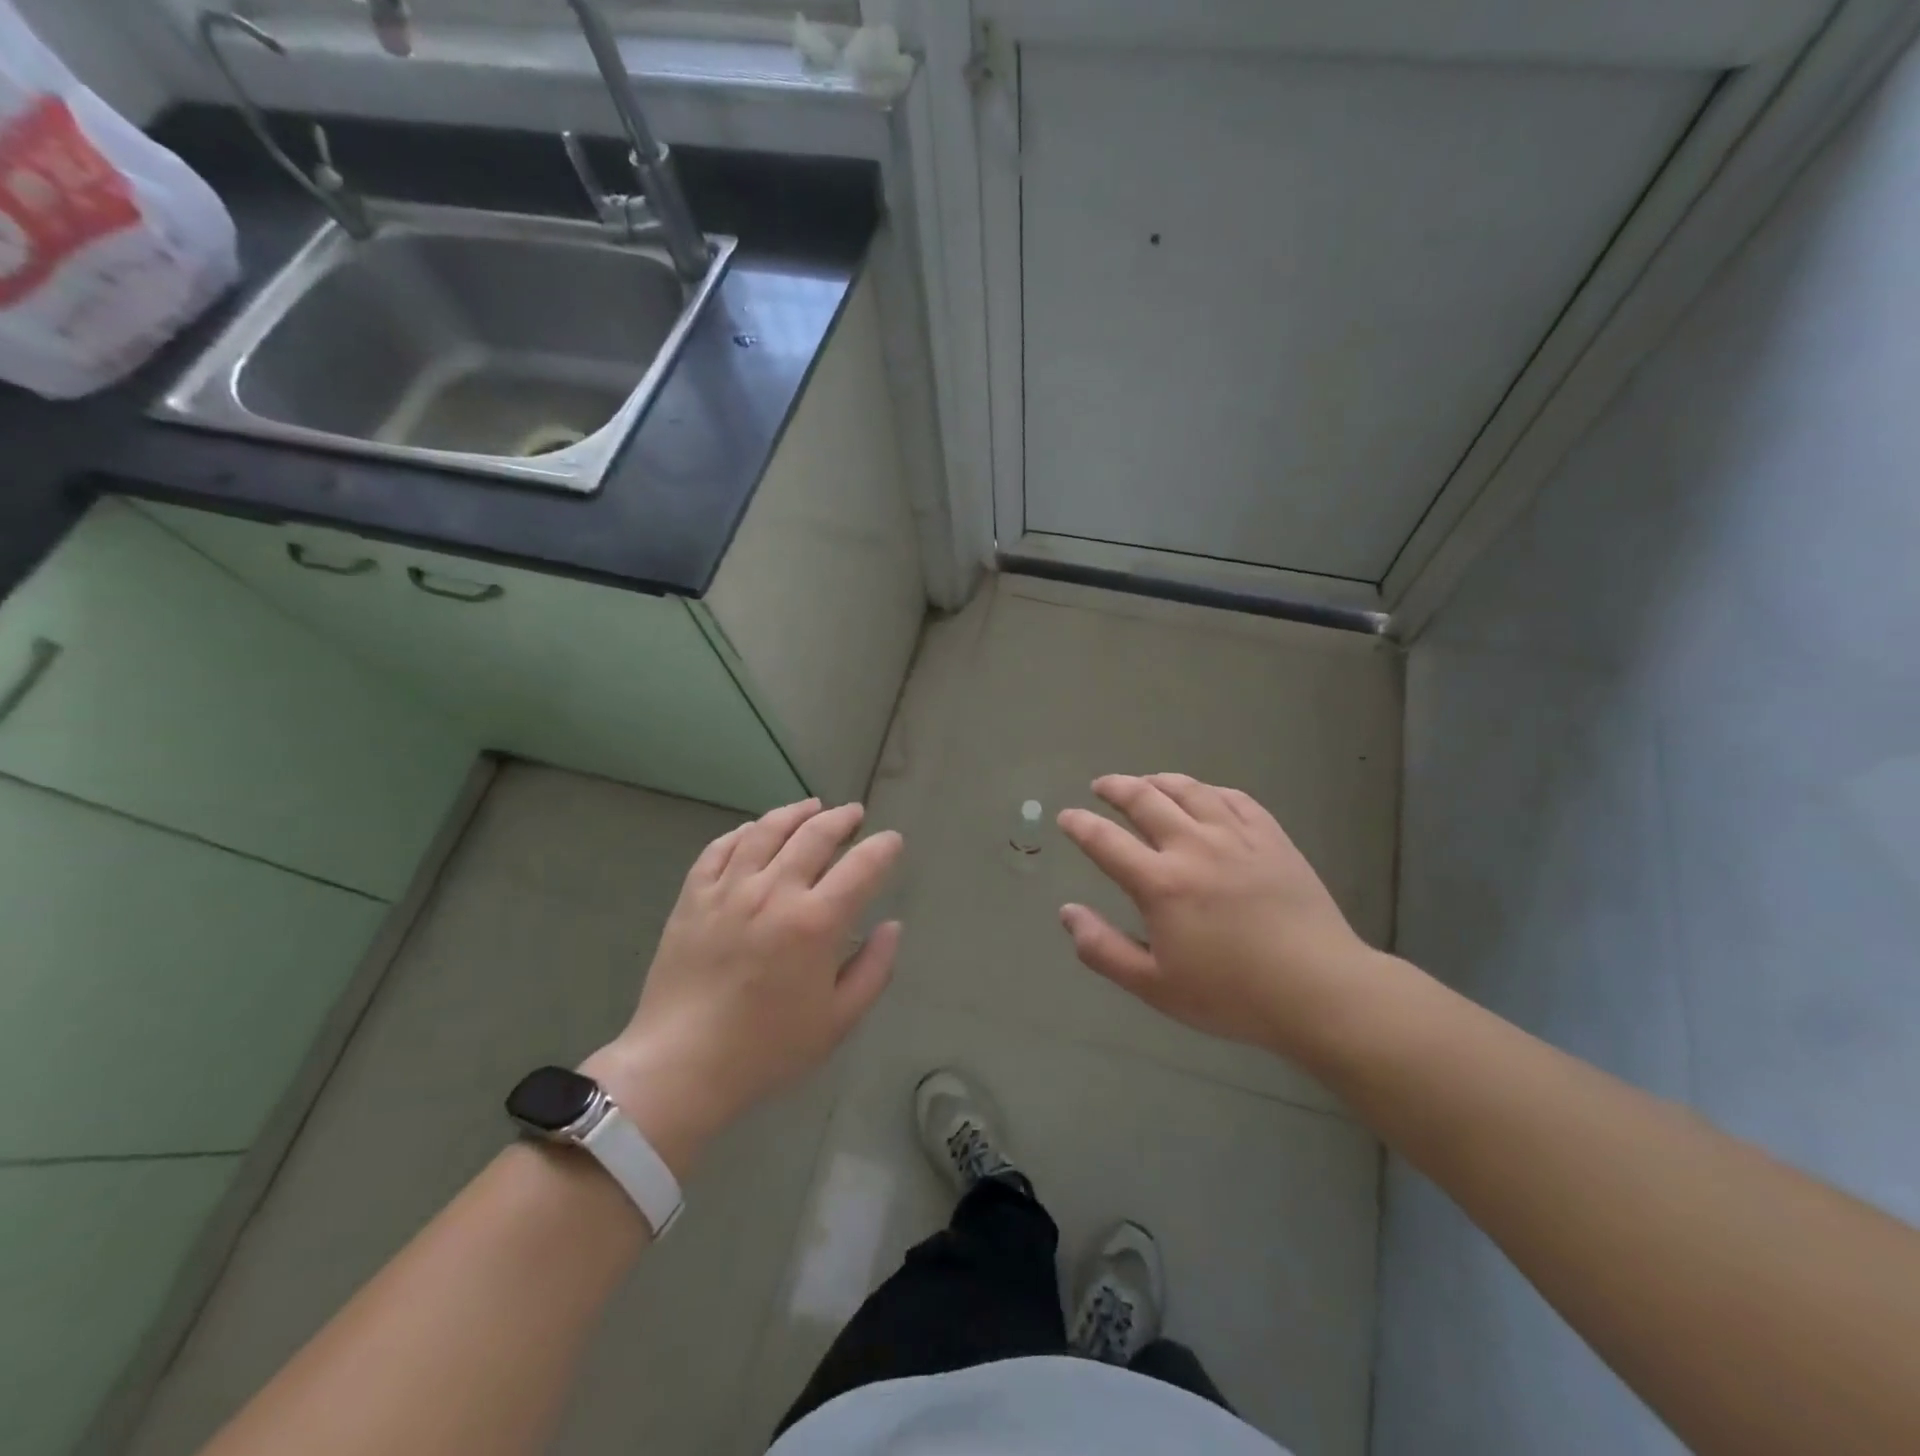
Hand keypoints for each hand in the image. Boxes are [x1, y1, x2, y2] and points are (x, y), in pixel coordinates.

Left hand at [582, 799, 902, 1174]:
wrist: (681, 1065)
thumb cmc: (767, 1049)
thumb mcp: (838, 1020)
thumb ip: (874, 969)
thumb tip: (892, 926)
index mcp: (816, 922)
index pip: (862, 866)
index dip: (883, 848)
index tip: (891, 842)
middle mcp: (774, 891)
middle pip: (815, 834)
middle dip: (842, 819)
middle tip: (854, 814)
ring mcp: (729, 889)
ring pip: (767, 830)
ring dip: (796, 812)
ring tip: (812, 807)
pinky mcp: (693, 895)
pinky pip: (720, 847)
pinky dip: (744, 831)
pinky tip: (756, 830)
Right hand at [1056, 774, 1381, 1060]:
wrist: (1319, 990)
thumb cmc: (1231, 995)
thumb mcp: (1154, 986)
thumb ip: (1103, 949)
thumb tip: (1067, 913)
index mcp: (1160, 884)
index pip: (1106, 841)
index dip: (1080, 825)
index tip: (1066, 816)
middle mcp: (1193, 847)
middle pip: (1145, 800)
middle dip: (1115, 788)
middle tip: (1101, 786)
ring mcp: (1236, 837)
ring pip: (1190, 790)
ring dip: (1159, 780)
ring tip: (1145, 781)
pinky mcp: (1272, 838)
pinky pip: (1234, 799)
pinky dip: (1209, 790)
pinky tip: (1204, 794)